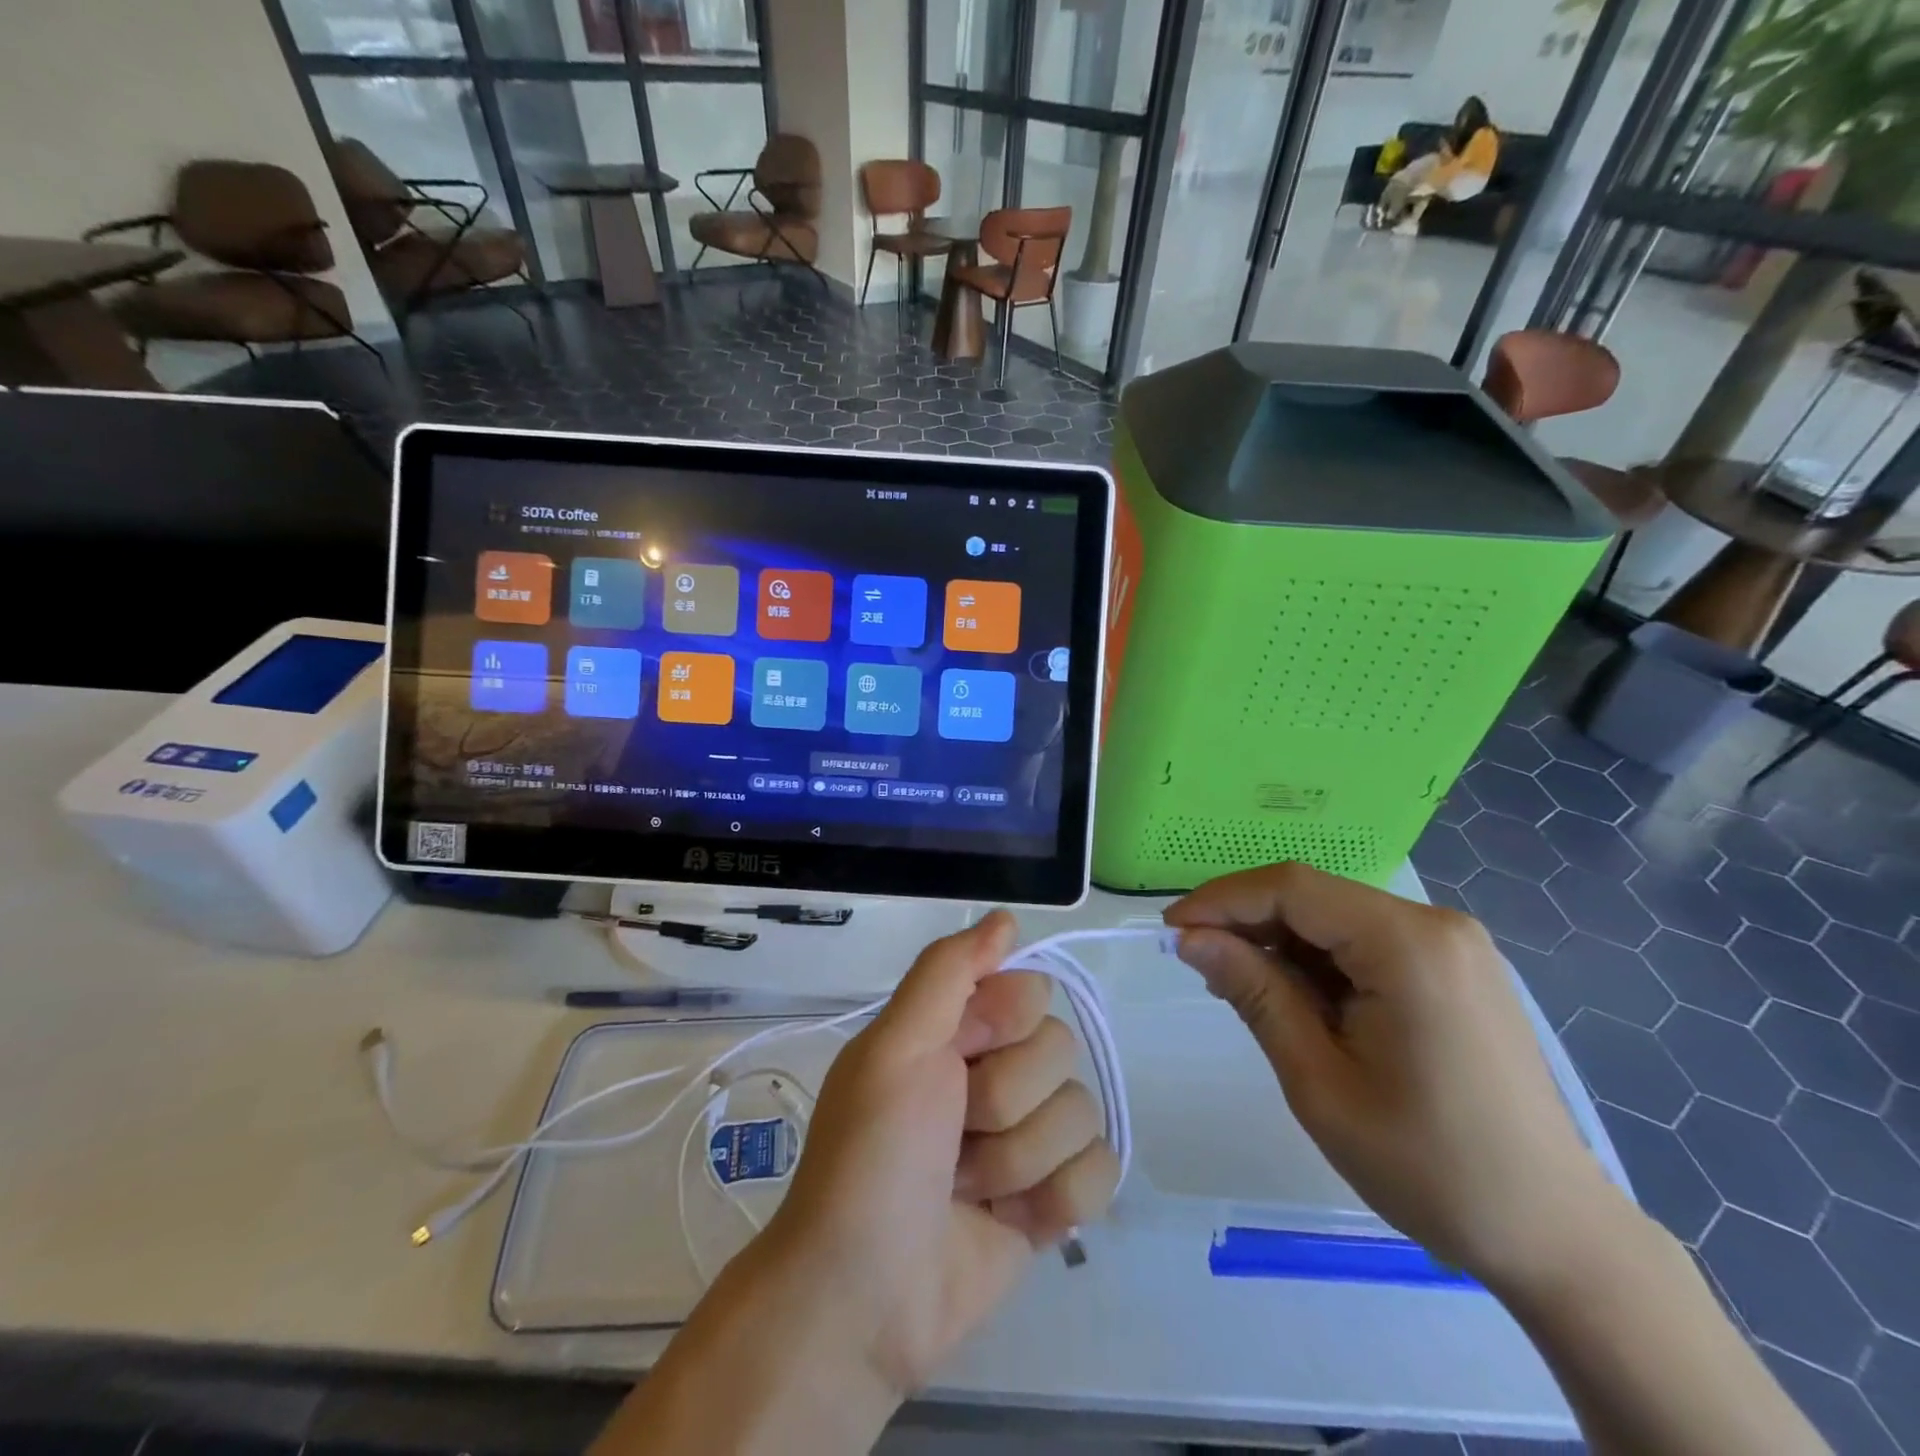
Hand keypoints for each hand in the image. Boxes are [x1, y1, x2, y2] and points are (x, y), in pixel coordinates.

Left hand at [751, 910, 1119, 1399]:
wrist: (863, 1298)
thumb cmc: (871, 1156)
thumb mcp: (895, 1046)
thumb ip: (948, 971)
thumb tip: (1008, 918)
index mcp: (958, 1030)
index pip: (1032, 992)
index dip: (1004, 1025)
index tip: (960, 1057)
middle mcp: (998, 1072)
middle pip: (1060, 1052)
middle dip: (1005, 1102)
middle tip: (950, 1137)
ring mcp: (1028, 1137)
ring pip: (1081, 1113)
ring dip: (1020, 1160)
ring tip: (965, 1188)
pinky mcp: (1052, 1200)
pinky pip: (1101, 1172)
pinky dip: (1057, 1200)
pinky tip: (1012, 1221)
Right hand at [1165, 863, 1624, 1288]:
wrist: (1556, 1237)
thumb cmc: (1430, 1168)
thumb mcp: (1319, 1081)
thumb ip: (1254, 993)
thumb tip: (1190, 938)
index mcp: (1408, 945)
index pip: (1291, 888)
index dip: (1221, 900)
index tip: (1170, 932)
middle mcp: (1435, 925)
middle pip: (1314, 897)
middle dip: (1247, 922)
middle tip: (1196, 963)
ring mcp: (1452, 945)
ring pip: (1336, 917)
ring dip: (1280, 943)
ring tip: (1238, 985)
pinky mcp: (1455, 969)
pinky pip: (1366, 942)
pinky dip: (1319, 960)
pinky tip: (1294, 997)